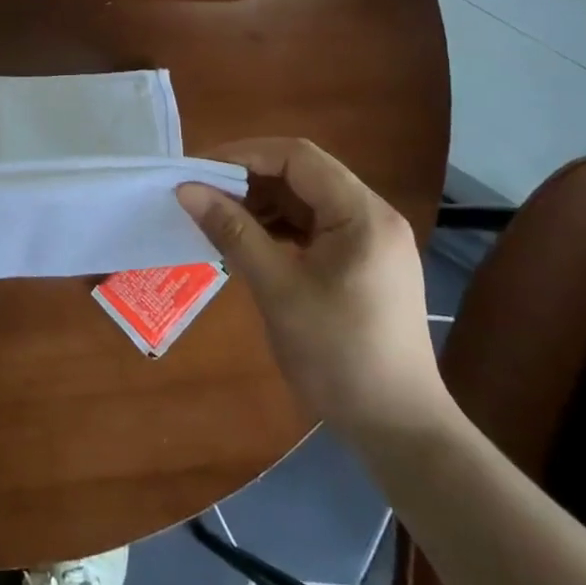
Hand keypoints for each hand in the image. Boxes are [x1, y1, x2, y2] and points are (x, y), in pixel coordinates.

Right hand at [178, 138, 444, 441]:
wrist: (398, 429)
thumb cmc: (338, 355)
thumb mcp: (278, 289)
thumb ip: (232, 232)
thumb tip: (187, 190)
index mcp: (361, 214)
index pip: (297, 156)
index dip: (243, 155)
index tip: (198, 171)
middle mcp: (371, 216)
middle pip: (302, 174)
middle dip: (248, 179)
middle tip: (201, 195)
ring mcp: (368, 240)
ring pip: (304, 200)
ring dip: (260, 204)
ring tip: (217, 220)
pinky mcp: (360, 263)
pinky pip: (311, 227)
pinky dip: (276, 228)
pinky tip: (246, 244)